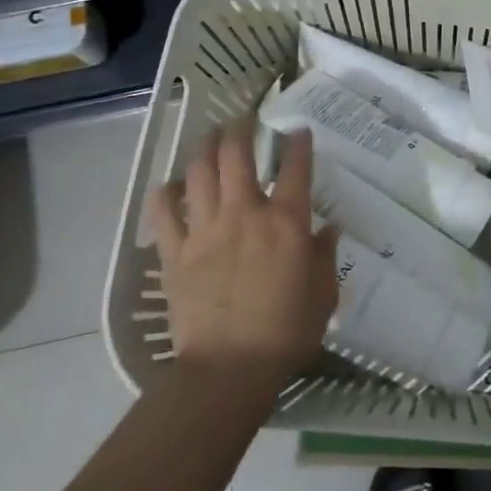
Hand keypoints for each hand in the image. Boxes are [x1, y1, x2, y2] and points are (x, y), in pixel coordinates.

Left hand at [147, 121, 336, 402]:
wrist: (228, 369)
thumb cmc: (286, 332)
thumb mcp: (323, 294)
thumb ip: (325, 255)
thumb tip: (327, 228)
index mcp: (286, 222)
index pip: (295, 168)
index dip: (299, 143)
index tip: (298, 130)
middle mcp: (244, 214)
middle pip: (237, 156)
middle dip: (240, 130)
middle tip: (244, 121)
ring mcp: (205, 230)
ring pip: (199, 173)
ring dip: (205, 148)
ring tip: (211, 138)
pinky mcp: (175, 253)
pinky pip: (163, 213)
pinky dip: (165, 193)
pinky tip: (171, 186)